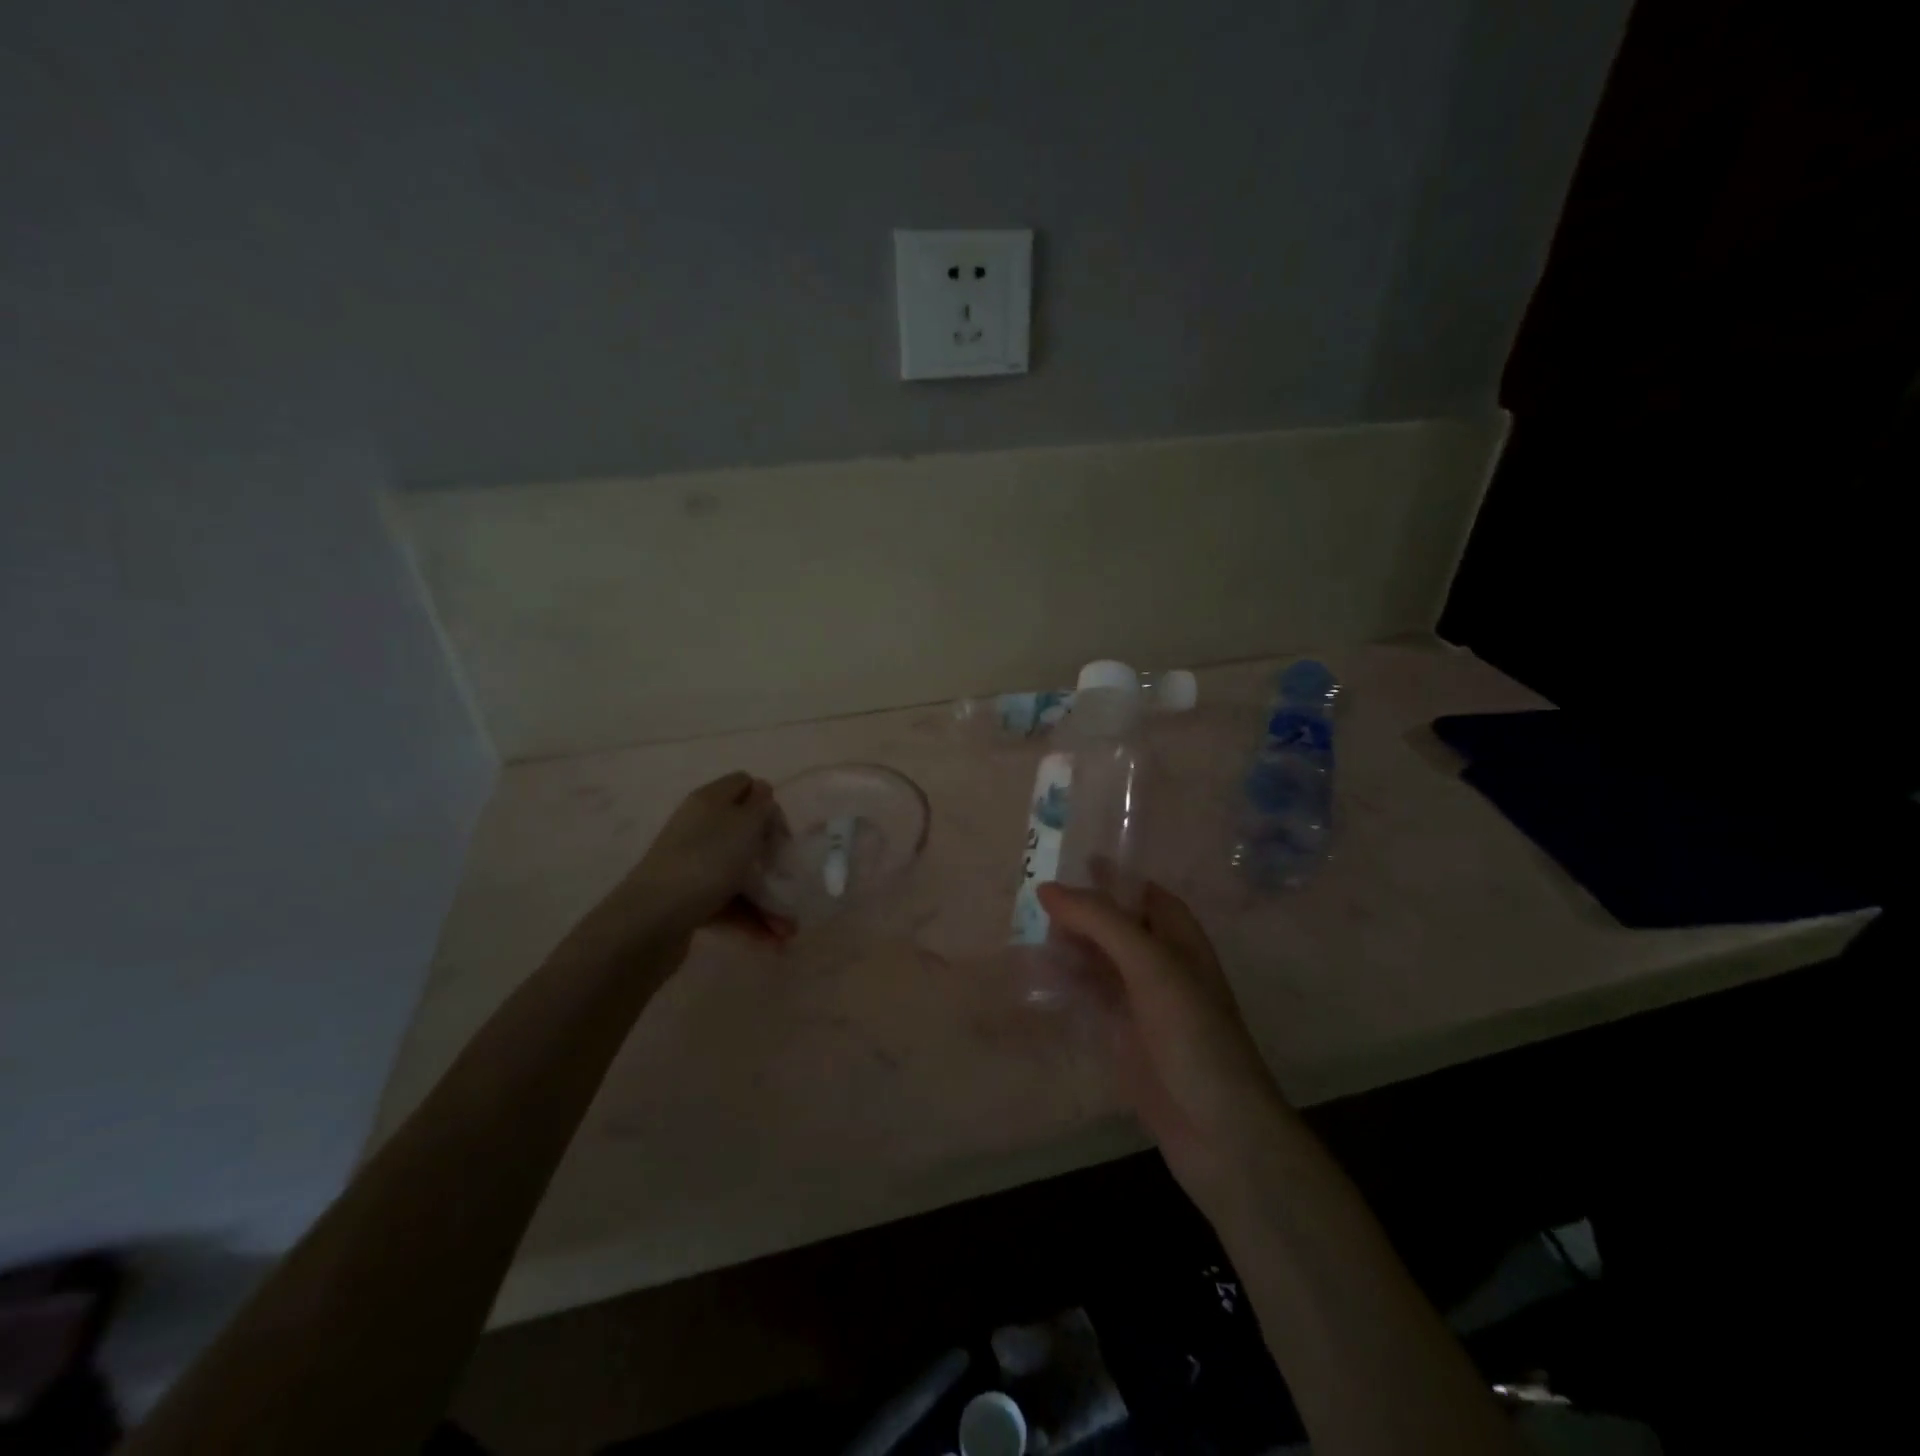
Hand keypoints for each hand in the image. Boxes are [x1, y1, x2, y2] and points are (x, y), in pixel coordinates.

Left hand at [579, 773, 794, 958]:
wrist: (651, 921)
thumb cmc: (706, 862)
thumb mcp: (744, 824)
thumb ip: (761, 805)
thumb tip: (762, 793)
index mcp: (710, 801)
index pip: (745, 785)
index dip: (768, 805)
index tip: (781, 836)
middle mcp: (699, 828)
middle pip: (745, 835)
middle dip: (772, 862)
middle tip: (788, 881)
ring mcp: (692, 865)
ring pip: (739, 875)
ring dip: (767, 899)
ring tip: (788, 930)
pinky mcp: (688, 899)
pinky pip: (727, 903)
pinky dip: (750, 919)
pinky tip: (772, 939)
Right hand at [1037, 881, 1288, 1207]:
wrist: (1216, 1129)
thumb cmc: (1192, 1034)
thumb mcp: (1150, 965)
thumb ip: (1102, 922)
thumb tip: (1048, 889)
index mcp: (1179, 939)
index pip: (1144, 893)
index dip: (1111, 878)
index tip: (1068, 862)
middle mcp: (1161, 964)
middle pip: (1116, 926)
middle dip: (1080, 913)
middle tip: (1030, 900)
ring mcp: (1141, 1003)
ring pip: (1099, 962)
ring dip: (1068, 949)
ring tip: (1023, 934)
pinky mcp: (1123, 1038)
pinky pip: (1089, 999)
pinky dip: (1065, 986)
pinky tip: (1035, 979)